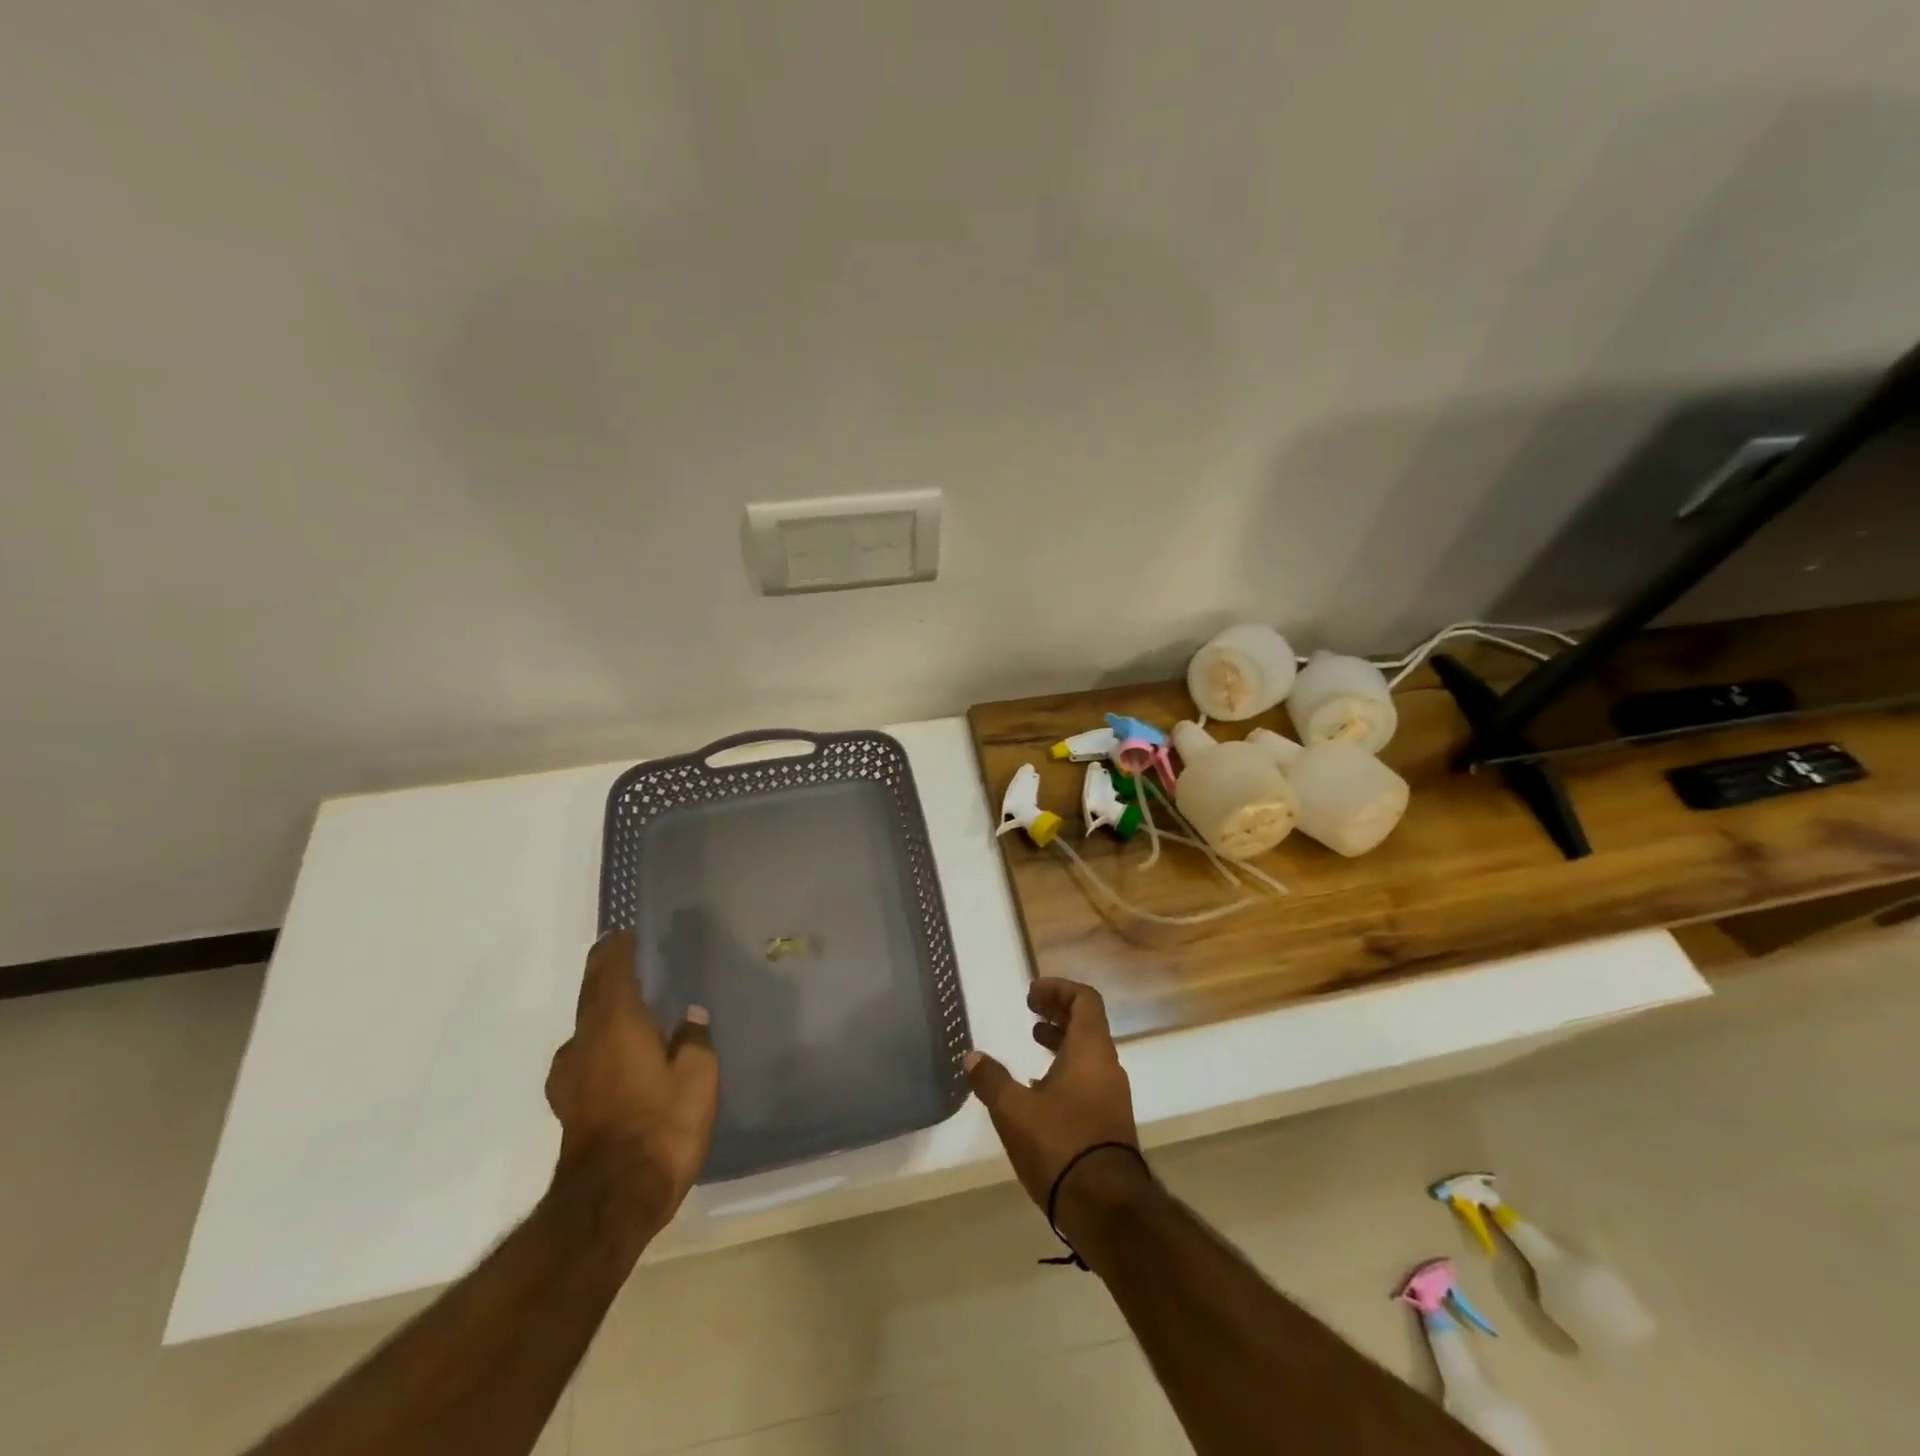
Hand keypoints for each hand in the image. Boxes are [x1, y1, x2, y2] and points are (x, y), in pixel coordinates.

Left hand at [545, 931, 718, 1232]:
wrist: (612, 1201)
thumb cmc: (662, 1126)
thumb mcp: (698, 1078)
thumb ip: (694, 1041)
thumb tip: (690, 1018)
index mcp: (616, 1023)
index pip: (610, 970)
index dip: (616, 948)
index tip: (623, 932)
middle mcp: (585, 1042)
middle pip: (591, 994)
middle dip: (606, 972)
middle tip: (625, 957)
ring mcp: (570, 1076)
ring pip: (586, 1027)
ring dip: (603, 1010)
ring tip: (628, 1007)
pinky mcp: (569, 1105)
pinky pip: (586, 1056)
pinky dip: (600, 1043)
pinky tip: (619, 1057)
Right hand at [963, 978, 1138, 1211]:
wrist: (1106, 1207)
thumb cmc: (1059, 1144)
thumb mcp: (1013, 1110)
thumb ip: (991, 1079)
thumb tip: (972, 1057)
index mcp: (1090, 1050)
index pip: (1085, 1000)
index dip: (1059, 989)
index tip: (1032, 993)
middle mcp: (1107, 1066)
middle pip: (1088, 1023)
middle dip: (1058, 1012)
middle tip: (1030, 1010)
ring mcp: (1113, 1095)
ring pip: (1089, 1053)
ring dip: (1062, 1042)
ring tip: (1033, 1043)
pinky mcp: (1111, 1122)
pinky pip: (1090, 1079)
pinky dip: (1067, 1070)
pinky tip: (1041, 1089)